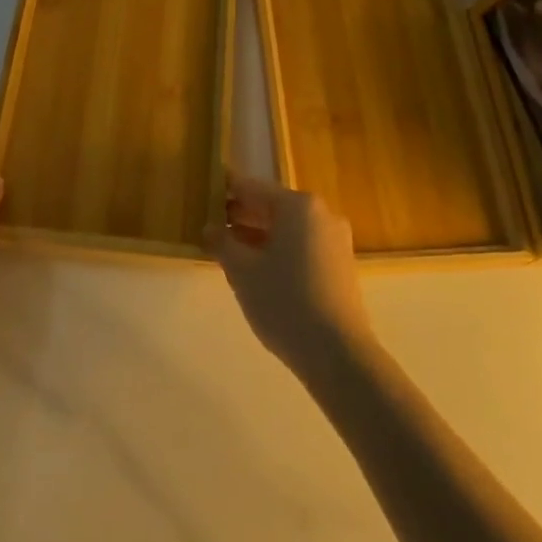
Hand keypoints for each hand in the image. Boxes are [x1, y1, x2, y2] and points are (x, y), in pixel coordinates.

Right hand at [207, 173, 375, 384]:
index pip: (251, 188)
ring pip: (286, 228)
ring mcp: (334, 239)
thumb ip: (221, 242)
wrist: (338, 354)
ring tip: (227, 251)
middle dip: (240, 216)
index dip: (223, 191)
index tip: (201, 195)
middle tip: (209, 227)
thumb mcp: (242, 271)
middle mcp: (320, 213)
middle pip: (271, 206)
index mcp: (297, 205)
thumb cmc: (284, 301)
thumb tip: (210, 228)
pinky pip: (301, 246)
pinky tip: (256, 270)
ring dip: (257, 235)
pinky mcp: (340, 265)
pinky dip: (277, 250)